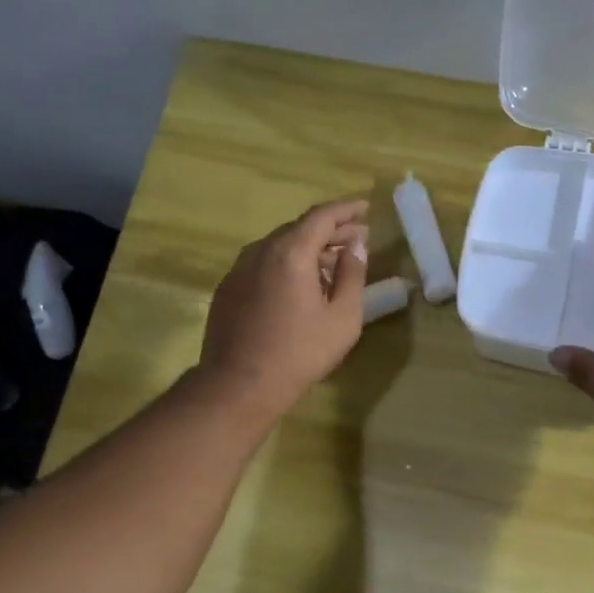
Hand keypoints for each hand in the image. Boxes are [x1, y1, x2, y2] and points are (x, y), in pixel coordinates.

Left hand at [197, 197, 369, 421]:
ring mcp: (239, 269)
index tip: (365, 208)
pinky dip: (286, 264)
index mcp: (291, 252)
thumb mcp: (342, 318)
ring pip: (279, 246)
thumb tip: (356, 247)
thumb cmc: (299, 353)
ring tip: (331, 263)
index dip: (346, 209)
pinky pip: (263, 264)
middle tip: (356, 239)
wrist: (239, 384)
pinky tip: (298, 285)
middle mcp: (261, 251)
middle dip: (330, 231)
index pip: (322, 216)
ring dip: (307, 249)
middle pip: (299, 228)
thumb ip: (352, 276)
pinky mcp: (228, 289)